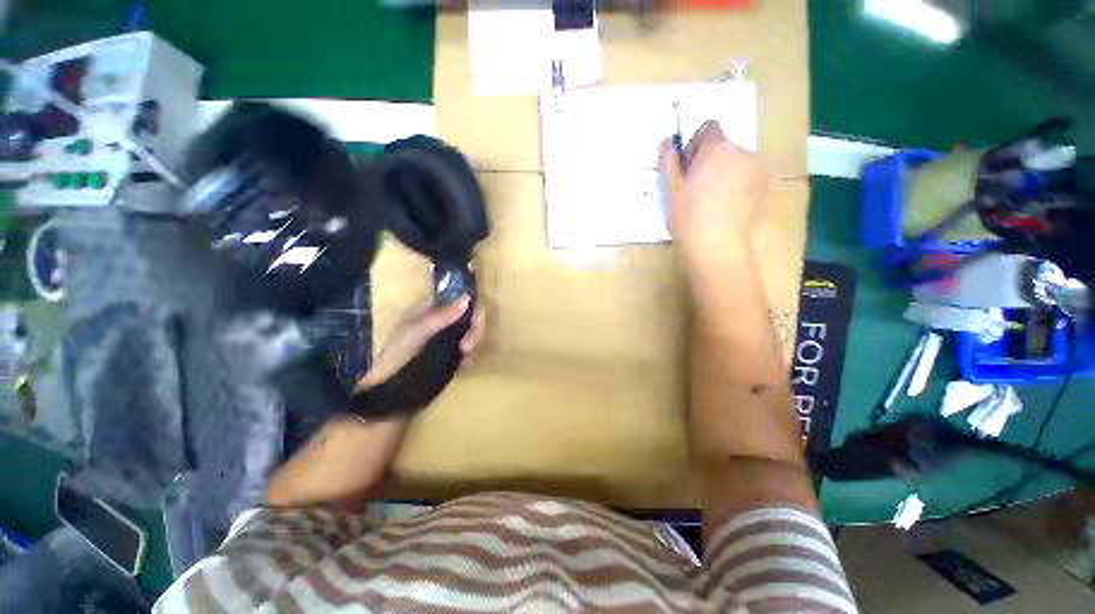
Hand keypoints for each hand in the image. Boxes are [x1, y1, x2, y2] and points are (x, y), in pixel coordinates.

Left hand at [356, 295, 485, 390]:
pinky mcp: (448, 353)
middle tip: (466, 347)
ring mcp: (445, 337)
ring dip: (470, 345)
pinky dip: (466, 358)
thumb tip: (467, 298)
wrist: (385, 381)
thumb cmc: (398, 350)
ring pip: (469, 334)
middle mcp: (442, 320)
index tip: (476, 322)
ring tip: (462, 360)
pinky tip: (460, 366)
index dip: (473, 308)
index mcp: (432, 308)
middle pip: (469, 318)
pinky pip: (465, 351)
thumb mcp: (420, 330)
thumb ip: (443, 315)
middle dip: (473, 331)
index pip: (460, 300)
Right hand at [659, 121, 764, 276]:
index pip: (709, 129)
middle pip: (723, 148)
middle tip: (695, 189)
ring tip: (710, 202)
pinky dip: (736, 187)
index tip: (687, 168)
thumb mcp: (671, 189)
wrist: (716, 247)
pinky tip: (724, 209)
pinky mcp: (764, 190)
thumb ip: (669, 161)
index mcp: (717, 148)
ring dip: (723, 174)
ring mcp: (757, 171)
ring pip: (736, 164)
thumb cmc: (688, 217)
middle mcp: (742, 152)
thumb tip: (667, 140)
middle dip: (710, 161)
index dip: (695, 145)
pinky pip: (747, 179)